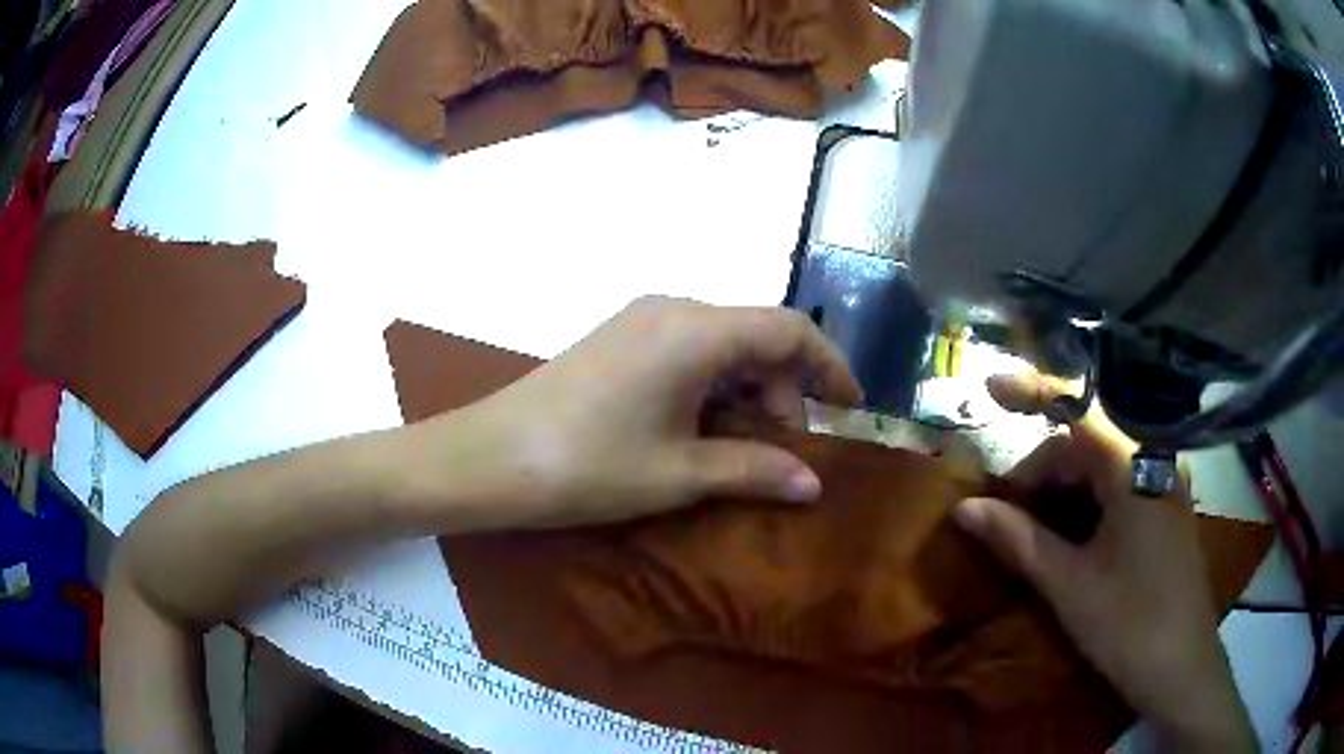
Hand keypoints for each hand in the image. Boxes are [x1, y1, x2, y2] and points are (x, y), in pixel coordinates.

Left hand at [423, 296, 862, 527]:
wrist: (488, 458)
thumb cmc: (587, 465)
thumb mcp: (678, 472)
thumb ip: (753, 468)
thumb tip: (812, 482)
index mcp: (695, 330)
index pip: (788, 329)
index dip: (829, 366)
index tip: (851, 408)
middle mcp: (673, 310)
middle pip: (755, 335)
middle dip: (785, 389)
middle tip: (786, 449)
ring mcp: (641, 321)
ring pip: (722, 344)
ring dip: (748, 390)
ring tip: (747, 447)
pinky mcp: (619, 340)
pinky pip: (688, 351)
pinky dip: (713, 386)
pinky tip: (704, 428)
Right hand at [952, 370, 1254, 751]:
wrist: (1182, 667)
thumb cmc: (1128, 623)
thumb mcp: (1068, 584)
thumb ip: (1018, 540)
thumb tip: (965, 509)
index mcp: (1132, 466)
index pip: (1078, 408)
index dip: (1032, 391)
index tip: (990, 386)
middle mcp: (1153, 461)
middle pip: (1087, 442)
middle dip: (1041, 471)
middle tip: (1003, 514)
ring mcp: (1164, 486)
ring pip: (1102, 467)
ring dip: (1062, 491)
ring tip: (1031, 533)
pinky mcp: (1165, 511)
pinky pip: (1120, 488)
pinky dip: (1086, 503)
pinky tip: (1070, 538)